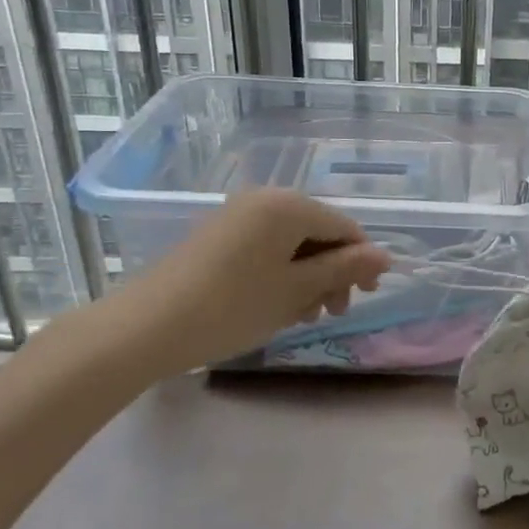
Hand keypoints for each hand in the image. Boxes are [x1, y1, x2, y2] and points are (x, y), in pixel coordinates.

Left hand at [88, 189, 390, 381]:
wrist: (144, 328)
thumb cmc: (232, 306)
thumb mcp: (296, 290)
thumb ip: (343, 269)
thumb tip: (384, 256)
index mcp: (289, 205)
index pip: (344, 227)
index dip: (361, 261)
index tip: (364, 297)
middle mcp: (265, 199)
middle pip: (319, 232)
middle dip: (332, 271)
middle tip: (331, 312)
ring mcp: (237, 216)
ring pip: (292, 243)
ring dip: (307, 276)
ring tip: (302, 315)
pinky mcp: (217, 235)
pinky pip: (266, 247)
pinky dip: (280, 273)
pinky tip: (275, 305)